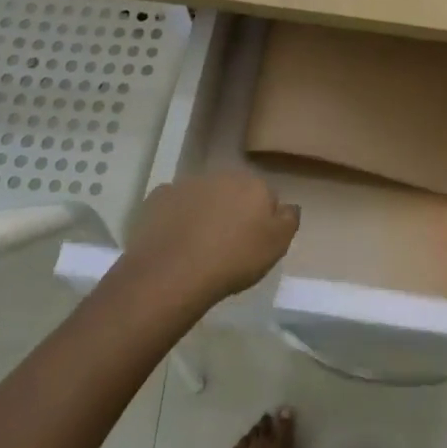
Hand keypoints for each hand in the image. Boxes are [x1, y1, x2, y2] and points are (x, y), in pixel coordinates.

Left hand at [121, 171, 299, 303]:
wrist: (174, 271)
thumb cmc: (234, 259)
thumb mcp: (277, 245)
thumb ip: (289, 220)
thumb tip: (288, 206)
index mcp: (253, 184)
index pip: (265, 196)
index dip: (261, 219)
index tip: (254, 242)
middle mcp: (221, 175)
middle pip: (232, 192)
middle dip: (232, 210)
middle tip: (227, 244)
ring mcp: (186, 184)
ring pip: (202, 196)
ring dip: (204, 212)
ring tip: (198, 246)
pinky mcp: (158, 198)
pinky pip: (173, 205)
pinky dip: (176, 217)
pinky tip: (174, 240)